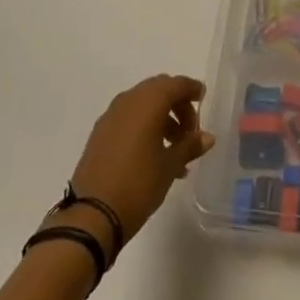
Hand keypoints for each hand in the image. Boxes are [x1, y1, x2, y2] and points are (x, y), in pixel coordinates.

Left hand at [64, 74, 215, 254]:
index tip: (203, 98)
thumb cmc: (138, 184)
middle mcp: (128, 101)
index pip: (176, 84)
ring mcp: (110, 116)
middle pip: (159, 91)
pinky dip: (144, 127)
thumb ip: (190, 146)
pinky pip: (128, 120)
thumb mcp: (170, 166)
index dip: (192, 89)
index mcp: (149, 101)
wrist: (91, 215)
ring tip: (175, 152)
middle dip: (177, 106)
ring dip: (161, 119)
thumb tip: (208, 137)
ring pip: (143, 106)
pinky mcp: (99, 134)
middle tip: (189, 131)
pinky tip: (152, 156)